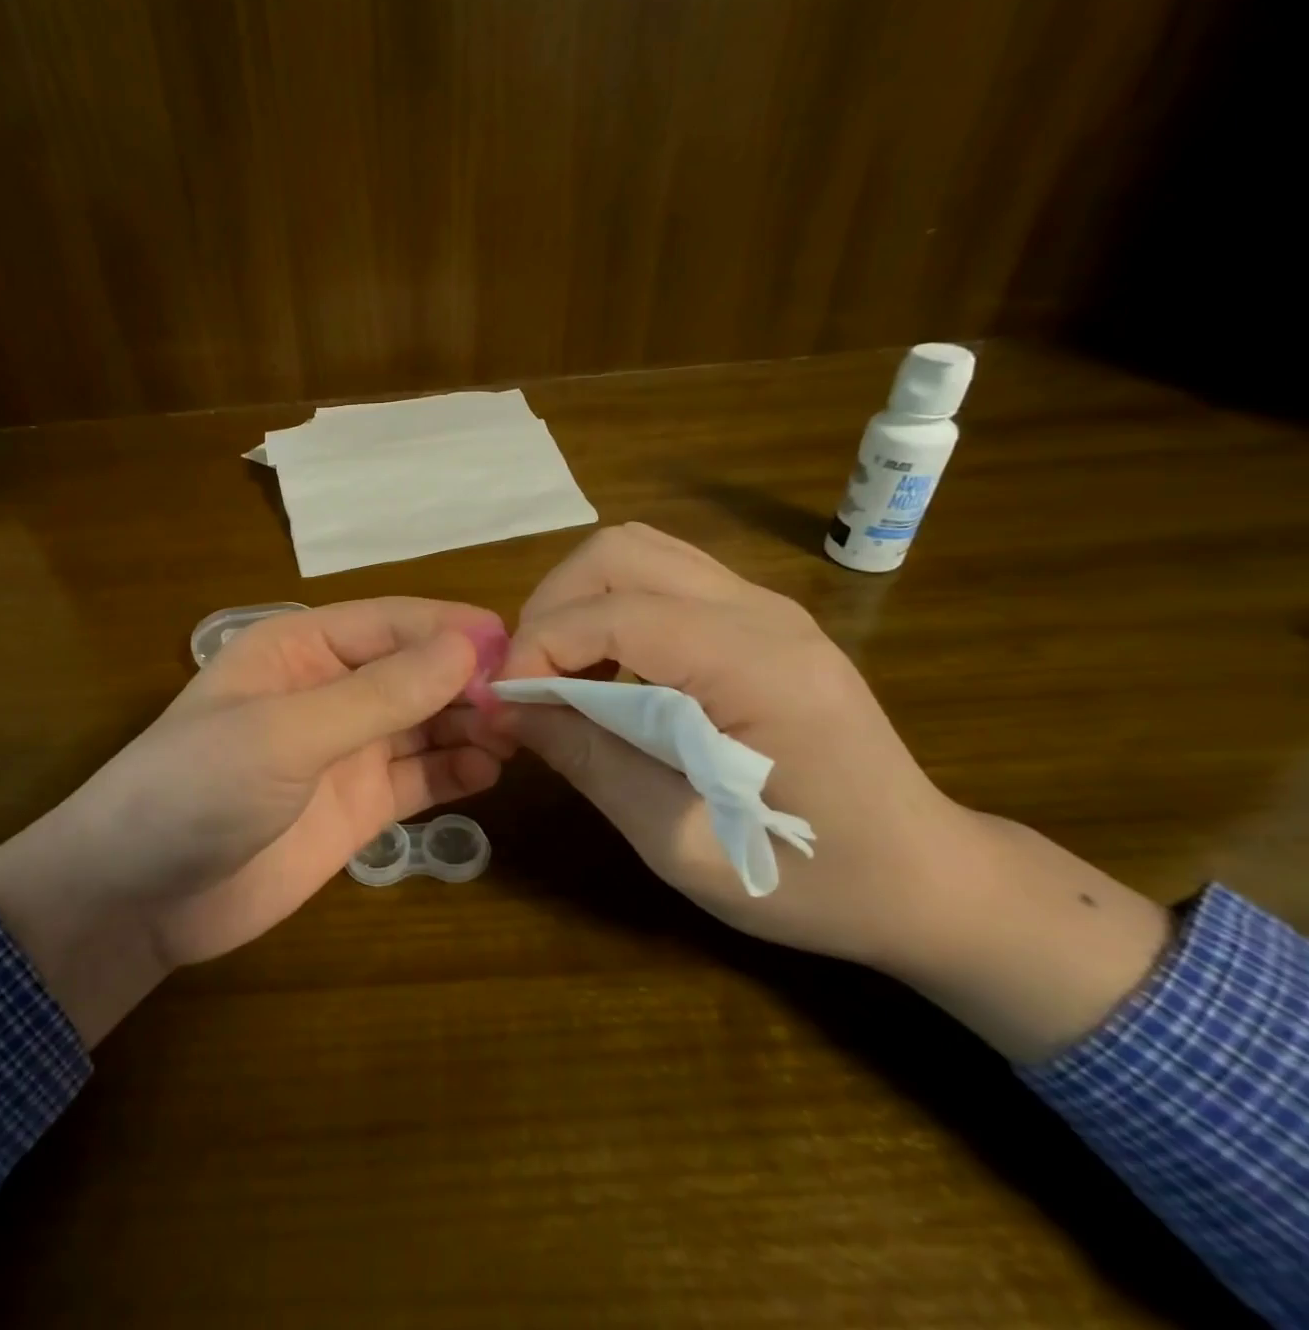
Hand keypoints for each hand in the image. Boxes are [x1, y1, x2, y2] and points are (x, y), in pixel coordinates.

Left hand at [0, 599, 510, 1043]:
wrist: (139, 899)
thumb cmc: (196, 789)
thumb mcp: (286, 733)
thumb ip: (378, 694)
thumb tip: (467, 644)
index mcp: (301, 649)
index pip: (391, 623)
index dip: (450, 629)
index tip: (515, 645)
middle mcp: (329, 691)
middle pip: (415, 671)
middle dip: (468, 680)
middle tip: (528, 700)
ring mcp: (346, 751)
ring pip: (425, 723)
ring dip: (470, 724)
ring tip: (517, 736)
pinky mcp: (358, 807)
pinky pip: (420, 778)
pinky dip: (456, 771)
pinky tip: (490, 772)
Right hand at [501, 525, 1169, 1060]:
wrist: (926, 878)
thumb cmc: (810, 880)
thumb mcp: (681, 843)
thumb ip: (589, 761)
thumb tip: (507, 710)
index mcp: (757, 669)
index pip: (616, 613)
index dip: (539, 647)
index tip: (505, 703)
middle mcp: (762, 612)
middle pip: (618, 551)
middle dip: (550, 607)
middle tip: (527, 679)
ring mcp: (764, 606)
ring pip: (636, 552)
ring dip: (577, 602)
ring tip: (557, 672)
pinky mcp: (758, 617)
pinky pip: (660, 578)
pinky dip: (608, 609)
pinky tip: (604, 669)